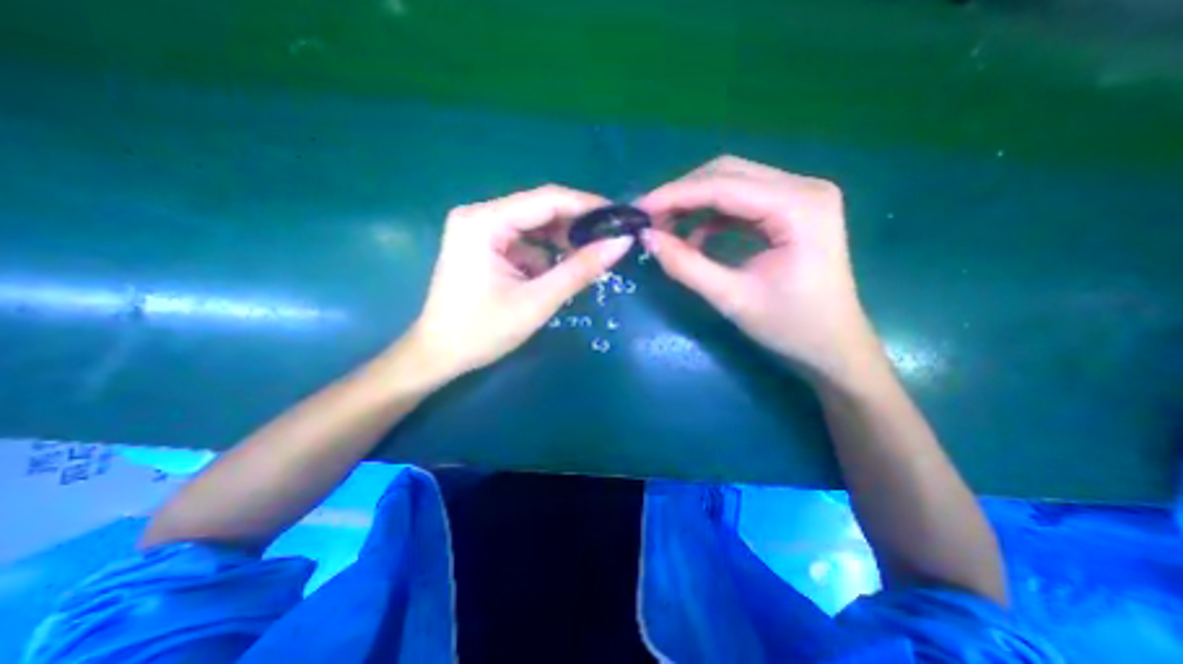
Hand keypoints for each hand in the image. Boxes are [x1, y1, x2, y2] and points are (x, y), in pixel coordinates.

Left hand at [408, 187, 632, 384]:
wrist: (439, 355)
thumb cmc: (482, 332)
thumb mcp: (537, 301)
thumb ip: (580, 269)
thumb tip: (621, 242)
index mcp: (484, 222)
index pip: (547, 199)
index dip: (588, 206)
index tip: (621, 217)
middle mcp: (479, 215)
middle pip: (540, 209)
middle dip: (577, 225)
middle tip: (611, 240)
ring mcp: (479, 229)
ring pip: (534, 225)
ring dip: (562, 241)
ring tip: (590, 258)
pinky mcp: (483, 245)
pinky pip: (524, 240)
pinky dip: (545, 253)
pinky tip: (559, 270)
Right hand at [638, 155, 876, 382]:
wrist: (833, 347)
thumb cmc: (790, 328)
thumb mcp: (732, 299)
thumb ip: (687, 266)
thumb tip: (647, 238)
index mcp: (799, 207)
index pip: (724, 185)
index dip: (675, 194)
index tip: (638, 209)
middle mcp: (804, 188)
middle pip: (728, 173)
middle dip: (682, 194)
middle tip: (649, 219)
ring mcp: (800, 197)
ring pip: (732, 183)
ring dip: (694, 202)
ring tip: (665, 227)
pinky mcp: (792, 211)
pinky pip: (741, 201)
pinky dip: (711, 215)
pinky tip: (694, 237)